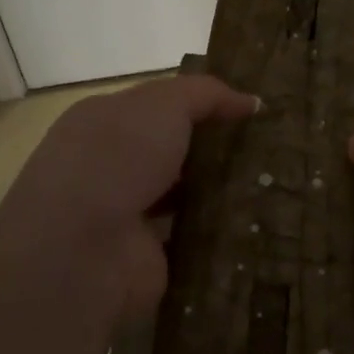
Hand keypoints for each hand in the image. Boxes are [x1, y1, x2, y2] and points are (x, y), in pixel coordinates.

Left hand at [0, 75, 258, 325]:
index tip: (250, 109)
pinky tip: (258, 223)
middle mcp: (110, 166)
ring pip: (184, 195)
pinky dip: (217, 233)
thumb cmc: (115, 158)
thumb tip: (252, 101)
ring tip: (274, 184)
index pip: (158, 106)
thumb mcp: (162, 105)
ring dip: (220, 192)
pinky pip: (191, 238)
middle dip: (216, 149)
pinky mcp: (146, 258)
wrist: (79, 250)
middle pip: (173, 151)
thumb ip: (206, 95)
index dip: (202, 104)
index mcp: (103, 122)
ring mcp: (126, 215)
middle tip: (272, 147)